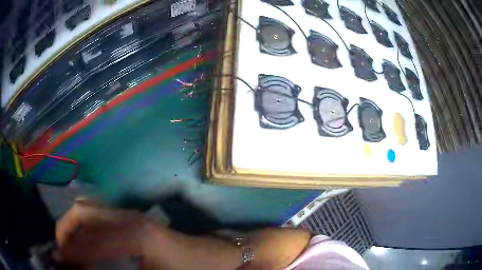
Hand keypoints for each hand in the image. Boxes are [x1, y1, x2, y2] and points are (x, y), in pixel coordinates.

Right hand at [55, 201, 241, 269]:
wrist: (218, 256)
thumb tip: (94, 269)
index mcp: (133, 236)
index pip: (89, 242)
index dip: (70, 252)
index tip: (58, 261)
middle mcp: (127, 218)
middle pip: (82, 212)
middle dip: (65, 230)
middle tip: (61, 252)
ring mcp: (131, 215)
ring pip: (89, 210)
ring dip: (74, 227)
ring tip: (70, 248)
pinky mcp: (134, 218)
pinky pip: (100, 216)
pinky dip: (85, 227)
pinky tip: (87, 243)